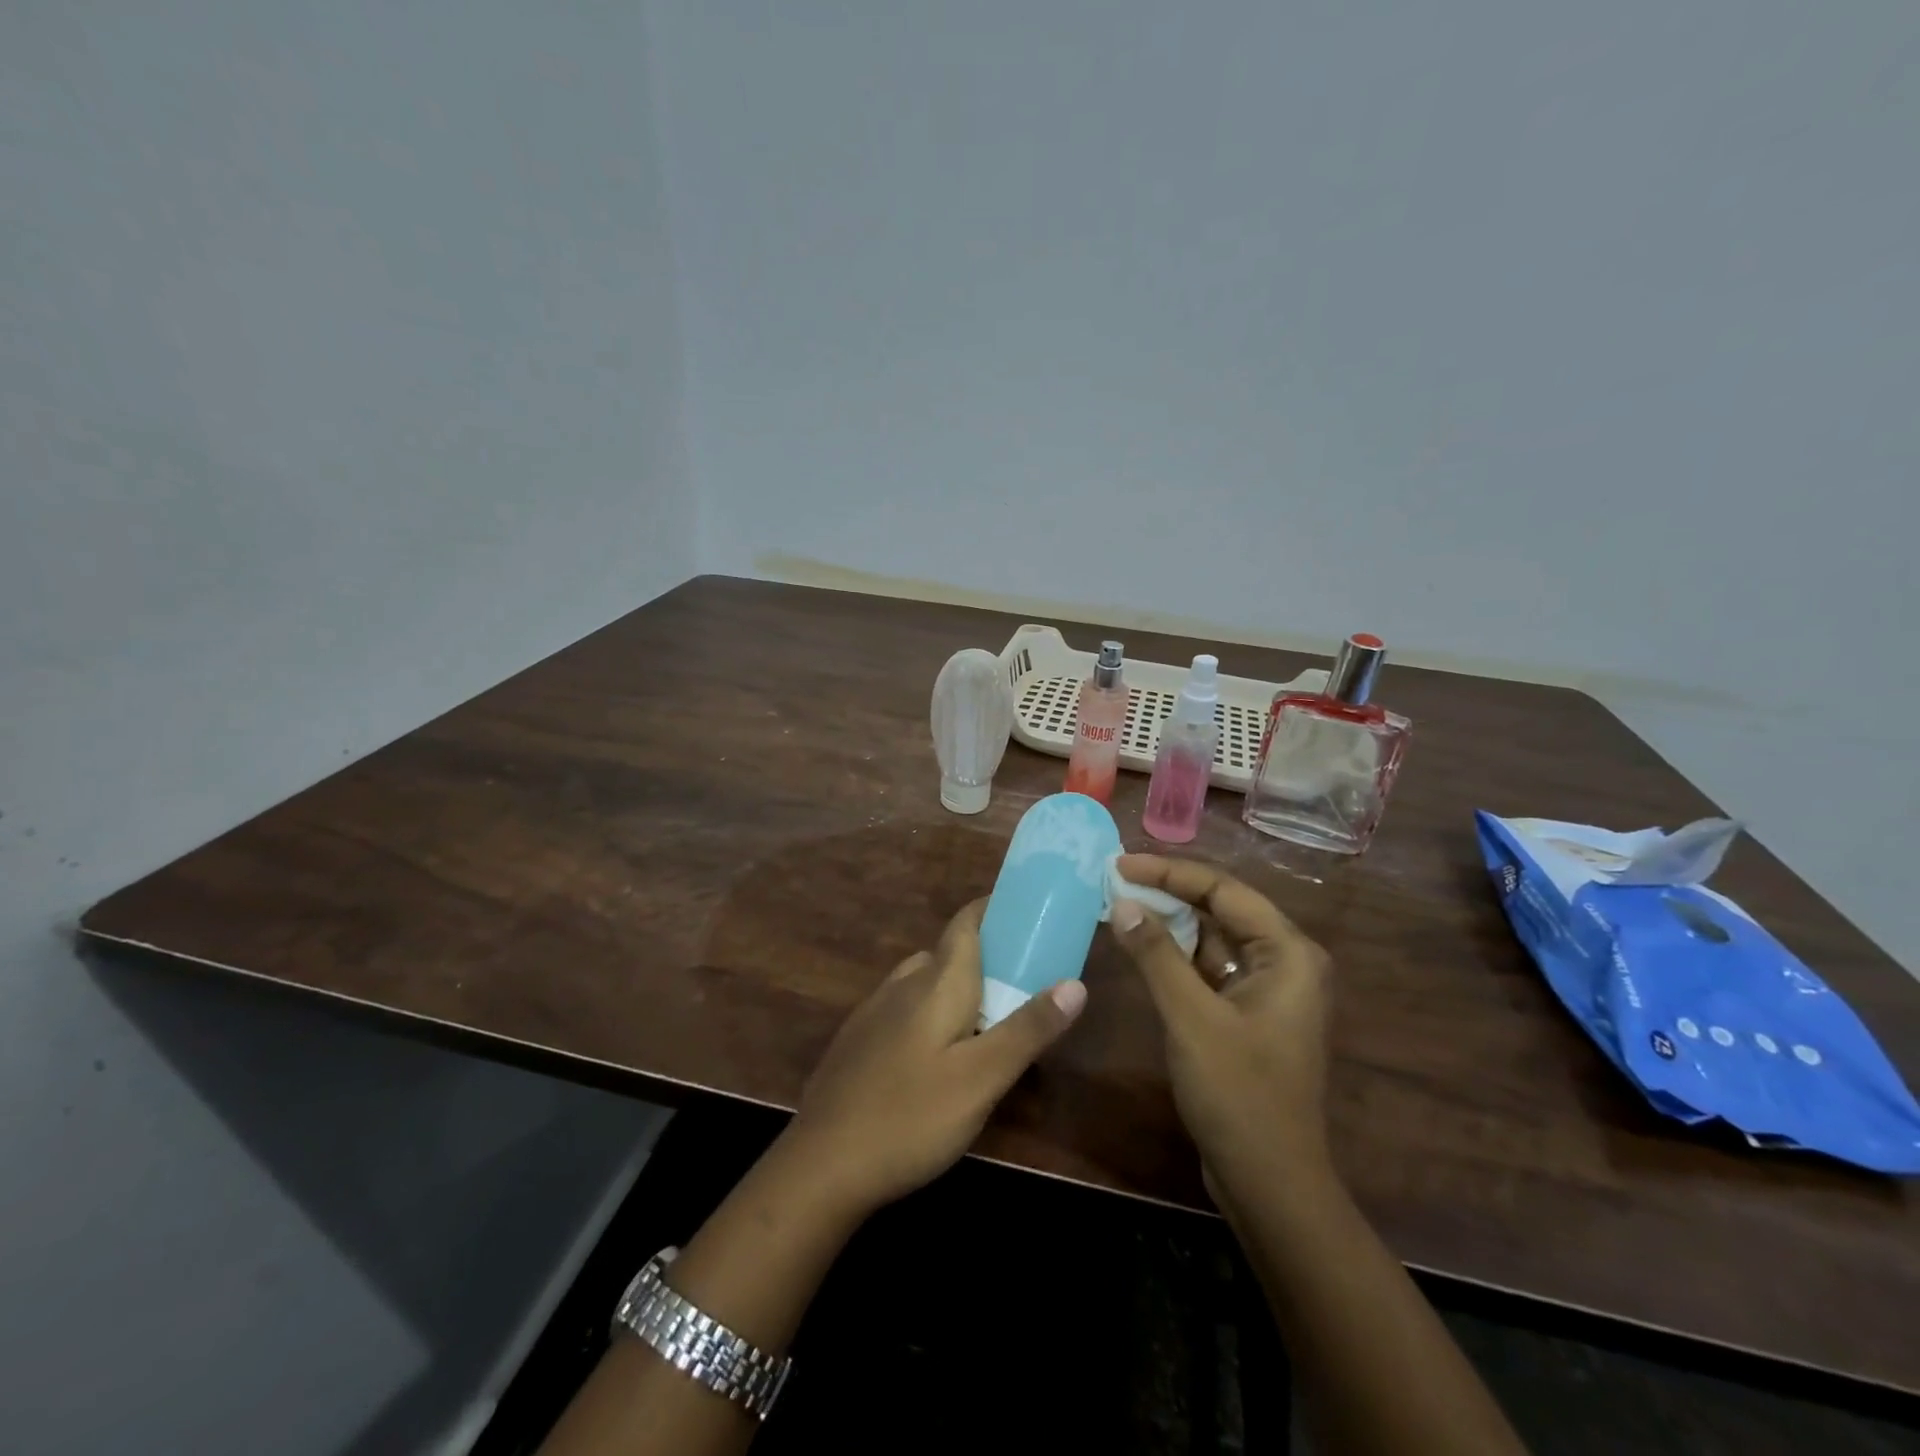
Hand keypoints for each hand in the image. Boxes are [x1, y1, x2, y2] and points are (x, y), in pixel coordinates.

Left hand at [786, 899, 1086, 1219]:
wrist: (822, 1164)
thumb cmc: (911, 1116)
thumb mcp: (983, 1078)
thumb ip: (1028, 1029)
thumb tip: (1076, 984)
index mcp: (936, 982)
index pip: (966, 922)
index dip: (993, 909)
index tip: (1026, 913)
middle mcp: (903, 983)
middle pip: (948, 952)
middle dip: (985, 955)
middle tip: (1023, 978)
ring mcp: (874, 1011)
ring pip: (924, 981)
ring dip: (957, 985)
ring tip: (988, 1017)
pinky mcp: (858, 1040)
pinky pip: (904, 1007)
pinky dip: (931, 1011)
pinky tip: (938, 1053)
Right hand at [1109, 854, 1332, 1197]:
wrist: (1269, 1183)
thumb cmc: (1239, 1094)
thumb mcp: (1191, 1018)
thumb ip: (1157, 955)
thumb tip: (1123, 902)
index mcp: (1289, 953)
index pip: (1224, 890)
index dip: (1170, 872)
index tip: (1121, 863)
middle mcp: (1285, 961)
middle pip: (1221, 908)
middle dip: (1169, 892)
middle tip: (1116, 878)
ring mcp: (1267, 989)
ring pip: (1213, 938)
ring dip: (1170, 922)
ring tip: (1121, 902)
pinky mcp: (1247, 1013)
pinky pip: (1209, 967)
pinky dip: (1175, 955)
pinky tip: (1141, 945)